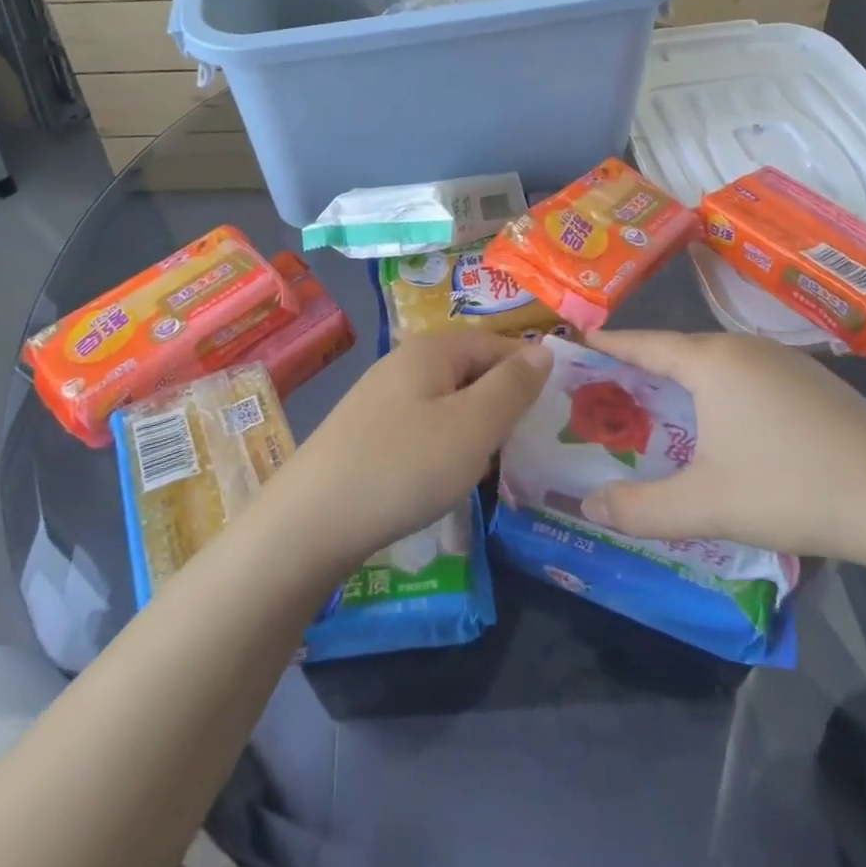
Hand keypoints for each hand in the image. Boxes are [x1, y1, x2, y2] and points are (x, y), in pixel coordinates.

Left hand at [275, 334, 551, 569]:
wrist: (310, 522)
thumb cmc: (403, 466)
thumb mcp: (472, 426)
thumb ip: (512, 387)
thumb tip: (543, 350)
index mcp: (432, 350)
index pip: (497, 344)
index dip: (529, 373)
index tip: (554, 413)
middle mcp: (404, 363)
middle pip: (472, 371)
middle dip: (502, 405)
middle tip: (526, 448)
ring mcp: (382, 398)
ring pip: (449, 403)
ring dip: (475, 431)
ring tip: (492, 468)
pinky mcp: (368, 432)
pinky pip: (424, 427)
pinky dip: (445, 447)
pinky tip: (446, 480)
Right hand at [580, 330, 865, 568]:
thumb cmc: (792, 489)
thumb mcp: (706, 506)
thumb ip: (639, 509)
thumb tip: (586, 505)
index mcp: (712, 361)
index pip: (643, 343)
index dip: (608, 344)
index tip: (577, 342)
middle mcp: (744, 347)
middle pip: (678, 351)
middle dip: (641, 370)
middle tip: (608, 392)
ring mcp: (784, 361)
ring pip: (716, 364)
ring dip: (683, 383)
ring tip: (658, 410)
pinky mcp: (813, 382)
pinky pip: (747, 376)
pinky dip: (720, 392)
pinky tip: (725, 427)